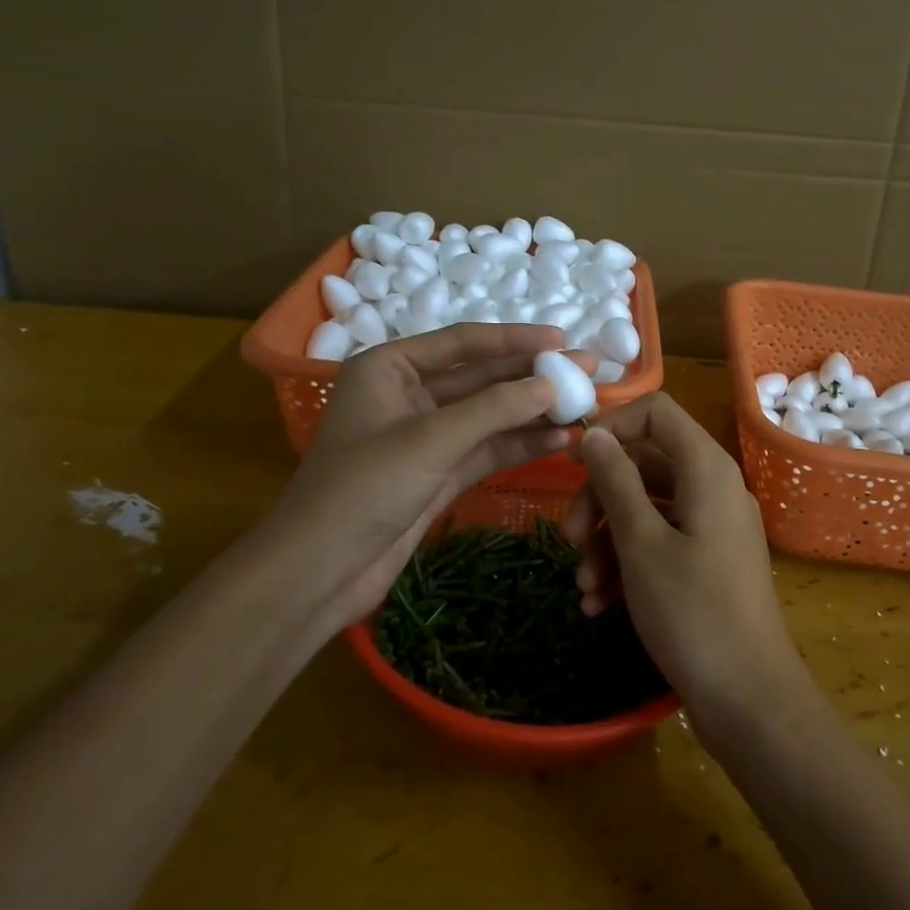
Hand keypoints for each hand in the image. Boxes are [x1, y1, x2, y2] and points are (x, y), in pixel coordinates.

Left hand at [261, 325, 593, 633]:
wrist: (320, 572)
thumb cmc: (363, 488)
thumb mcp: (430, 439)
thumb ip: (494, 409)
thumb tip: (552, 382)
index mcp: (390, 367)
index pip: (463, 341)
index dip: (516, 340)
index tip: (563, 338)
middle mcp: (408, 394)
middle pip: (481, 377)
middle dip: (532, 375)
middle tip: (588, 370)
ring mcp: (426, 436)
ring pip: (489, 415)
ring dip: (533, 412)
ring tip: (586, 406)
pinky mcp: (439, 472)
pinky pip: (487, 448)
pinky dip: (521, 444)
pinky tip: (560, 439)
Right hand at [567, 393, 802, 731]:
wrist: (749, 700)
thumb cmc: (692, 612)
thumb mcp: (641, 543)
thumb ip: (615, 480)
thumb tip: (594, 434)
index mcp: (706, 469)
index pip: (656, 413)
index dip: (612, 427)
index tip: (573, 461)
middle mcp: (713, 488)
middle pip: (645, 464)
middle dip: (599, 498)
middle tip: (568, 537)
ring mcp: (712, 527)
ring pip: (647, 508)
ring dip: (607, 540)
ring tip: (582, 587)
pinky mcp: (708, 562)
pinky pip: (660, 542)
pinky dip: (627, 564)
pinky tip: (599, 604)